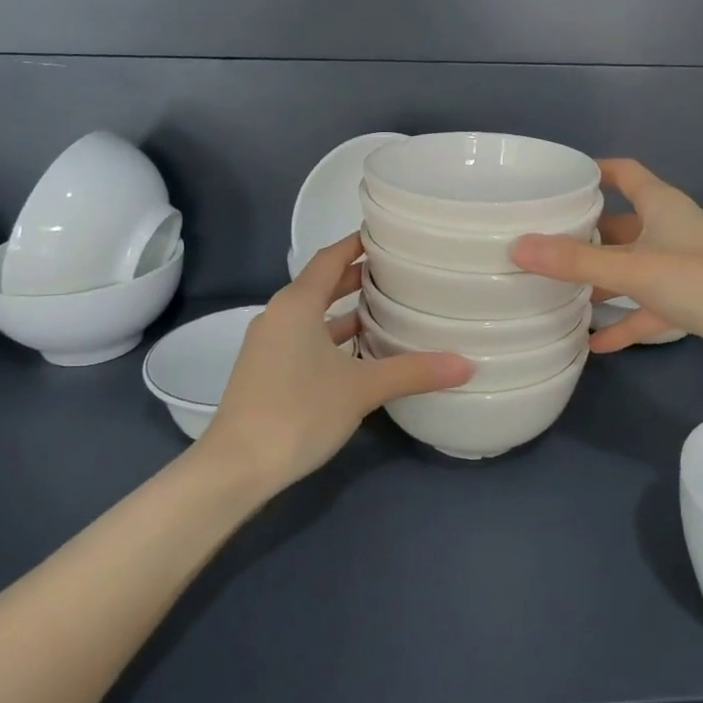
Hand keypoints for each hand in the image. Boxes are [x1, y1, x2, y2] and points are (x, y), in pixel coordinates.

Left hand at [196, 234, 471, 494]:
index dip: (357, 243)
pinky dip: (332, 336)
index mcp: (296, 305)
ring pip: (313, 315)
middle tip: (399, 271)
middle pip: (321, 284)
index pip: (330, 258)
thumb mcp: (362, 389)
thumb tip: (467, 365)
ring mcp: (269, 345)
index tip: (388, 234)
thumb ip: (413, 372)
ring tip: (388, 308)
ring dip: (346, 310)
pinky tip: (360, 353)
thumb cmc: (298, 412)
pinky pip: (305, 338)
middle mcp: (279, 316)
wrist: (235, 468)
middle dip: (357, 276)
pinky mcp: (267, 371)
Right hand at [510, 159, 702, 365]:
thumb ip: (576, 262)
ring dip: (601, 279)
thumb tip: (517, 247)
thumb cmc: (702, 279)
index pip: (623, 173)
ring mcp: (680, 265)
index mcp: (660, 205)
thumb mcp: (633, 268)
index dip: (593, 172)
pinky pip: (647, 305)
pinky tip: (595, 342)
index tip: (557, 182)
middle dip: (584, 234)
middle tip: (542, 243)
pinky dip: (624, 319)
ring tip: (557, 290)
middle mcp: (669, 228)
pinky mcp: (690, 299)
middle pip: (620, 223)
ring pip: (631, 266)